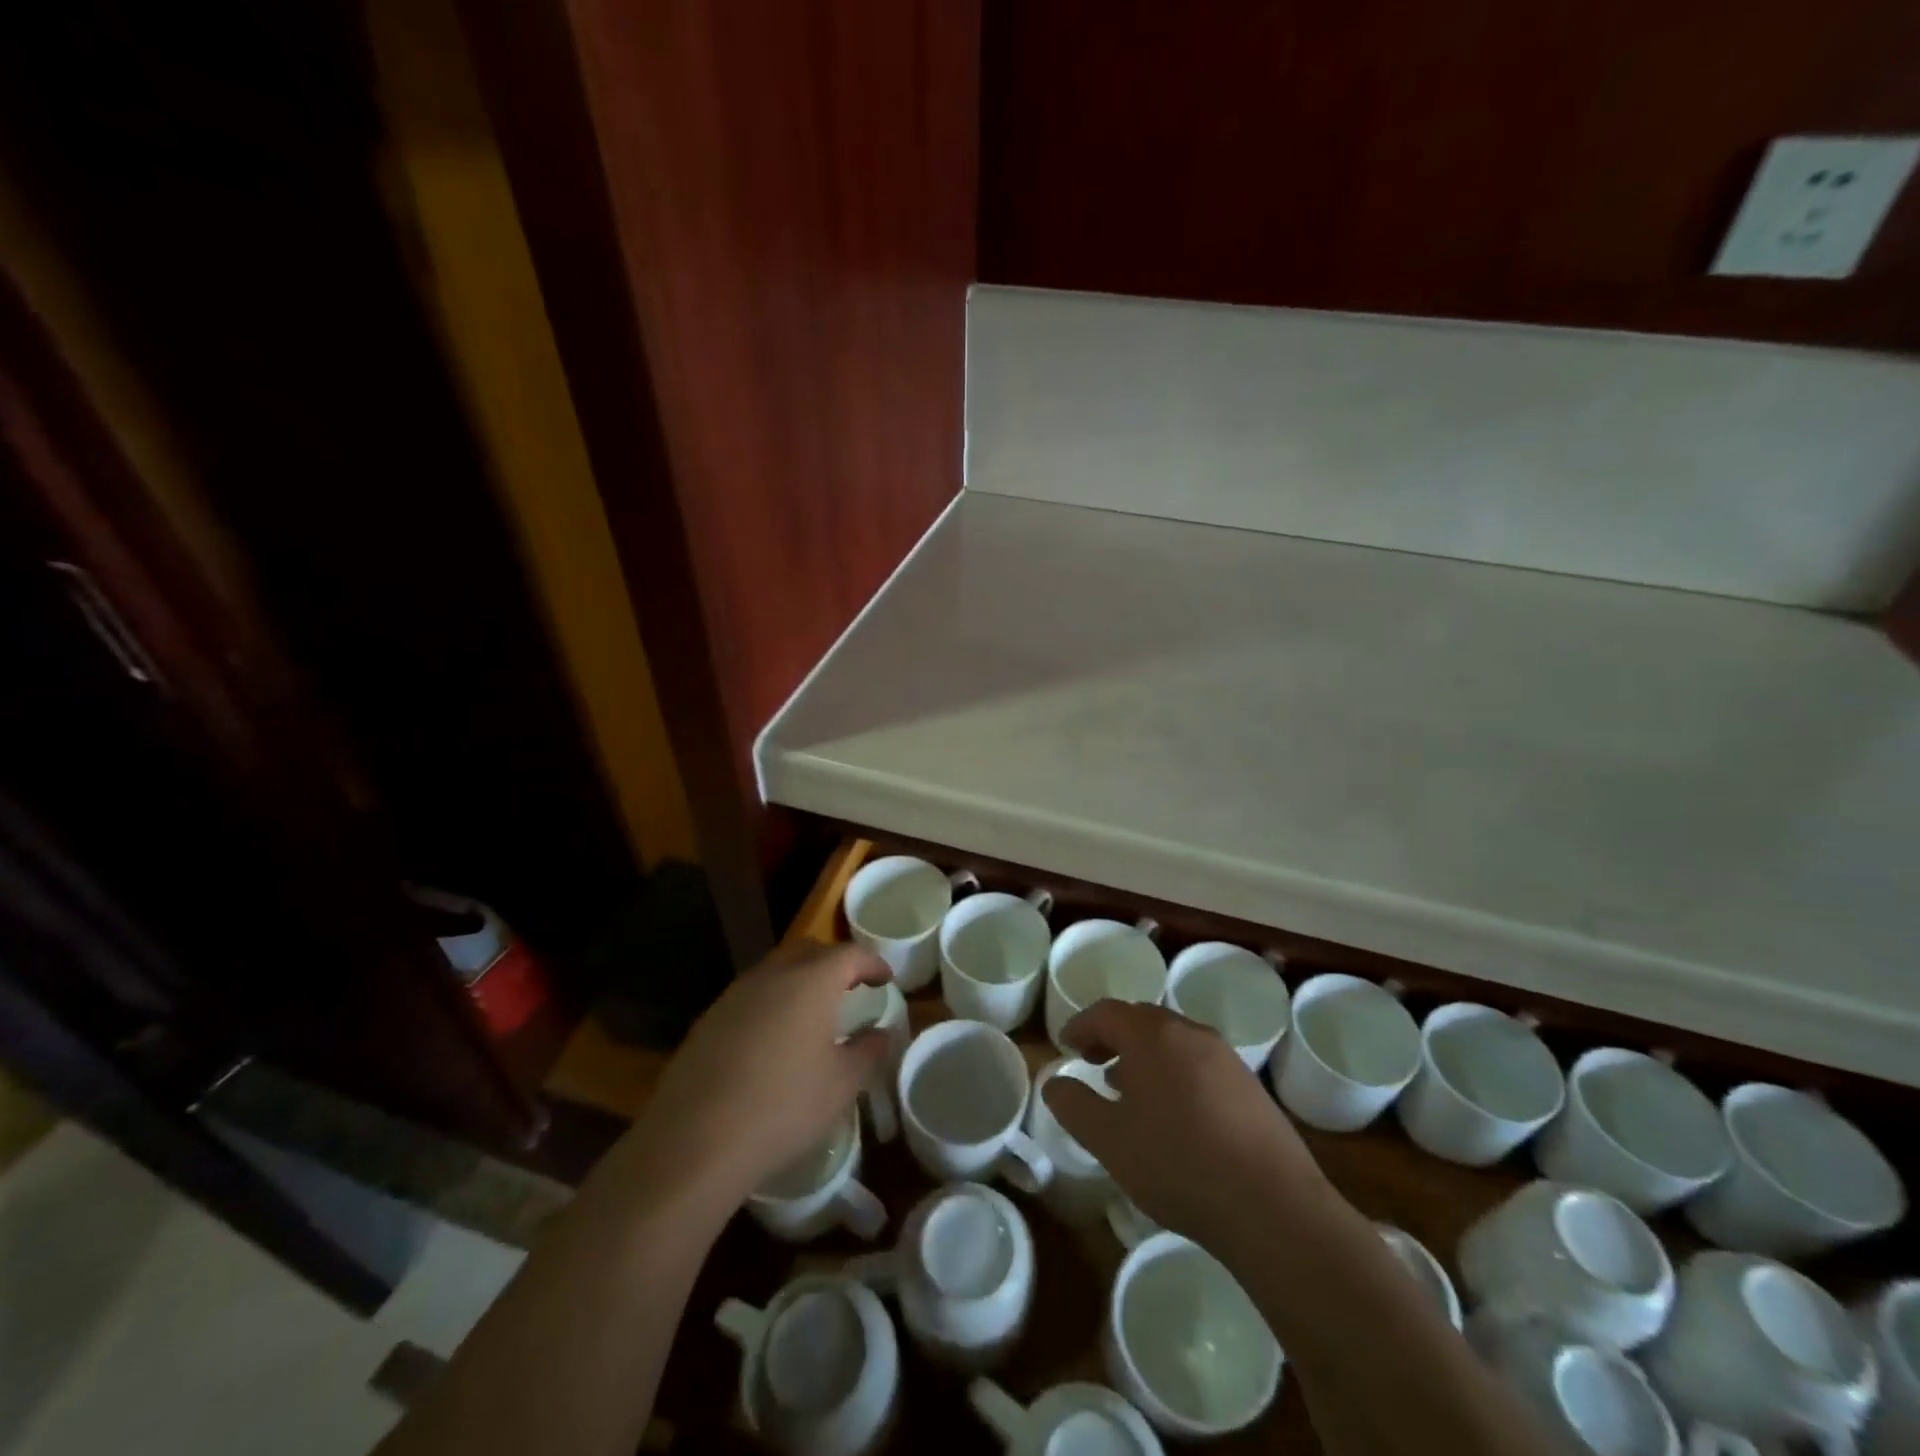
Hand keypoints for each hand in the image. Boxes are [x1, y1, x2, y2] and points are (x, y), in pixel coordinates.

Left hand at [632, 943, 892, 1206]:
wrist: (694, 1141)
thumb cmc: (783, 1107)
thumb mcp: (841, 1084)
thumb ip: (867, 1051)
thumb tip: (880, 1033)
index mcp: (812, 981)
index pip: (850, 954)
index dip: (872, 963)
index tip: (886, 979)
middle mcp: (773, 974)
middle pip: (811, 952)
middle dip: (835, 964)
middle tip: (851, 989)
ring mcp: (736, 993)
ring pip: (777, 970)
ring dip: (800, 981)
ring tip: (814, 1014)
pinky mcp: (709, 1018)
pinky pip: (751, 995)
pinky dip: (772, 1003)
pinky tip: (774, 1040)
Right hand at [1044, 1000, 1336, 1249]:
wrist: (1273, 1206)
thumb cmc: (1178, 1164)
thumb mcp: (1110, 1140)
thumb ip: (1074, 1106)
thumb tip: (1054, 1083)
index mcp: (1152, 1036)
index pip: (1107, 1012)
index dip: (1082, 1024)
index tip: (1066, 1044)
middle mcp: (1189, 1033)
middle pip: (1142, 1019)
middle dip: (1113, 1036)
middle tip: (1093, 1062)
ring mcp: (1225, 1057)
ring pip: (1173, 1040)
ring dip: (1145, 1055)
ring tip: (1129, 1089)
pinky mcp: (1249, 1085)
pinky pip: (1199, 1062)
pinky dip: (1174, 1072)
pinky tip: (1174, 1113)